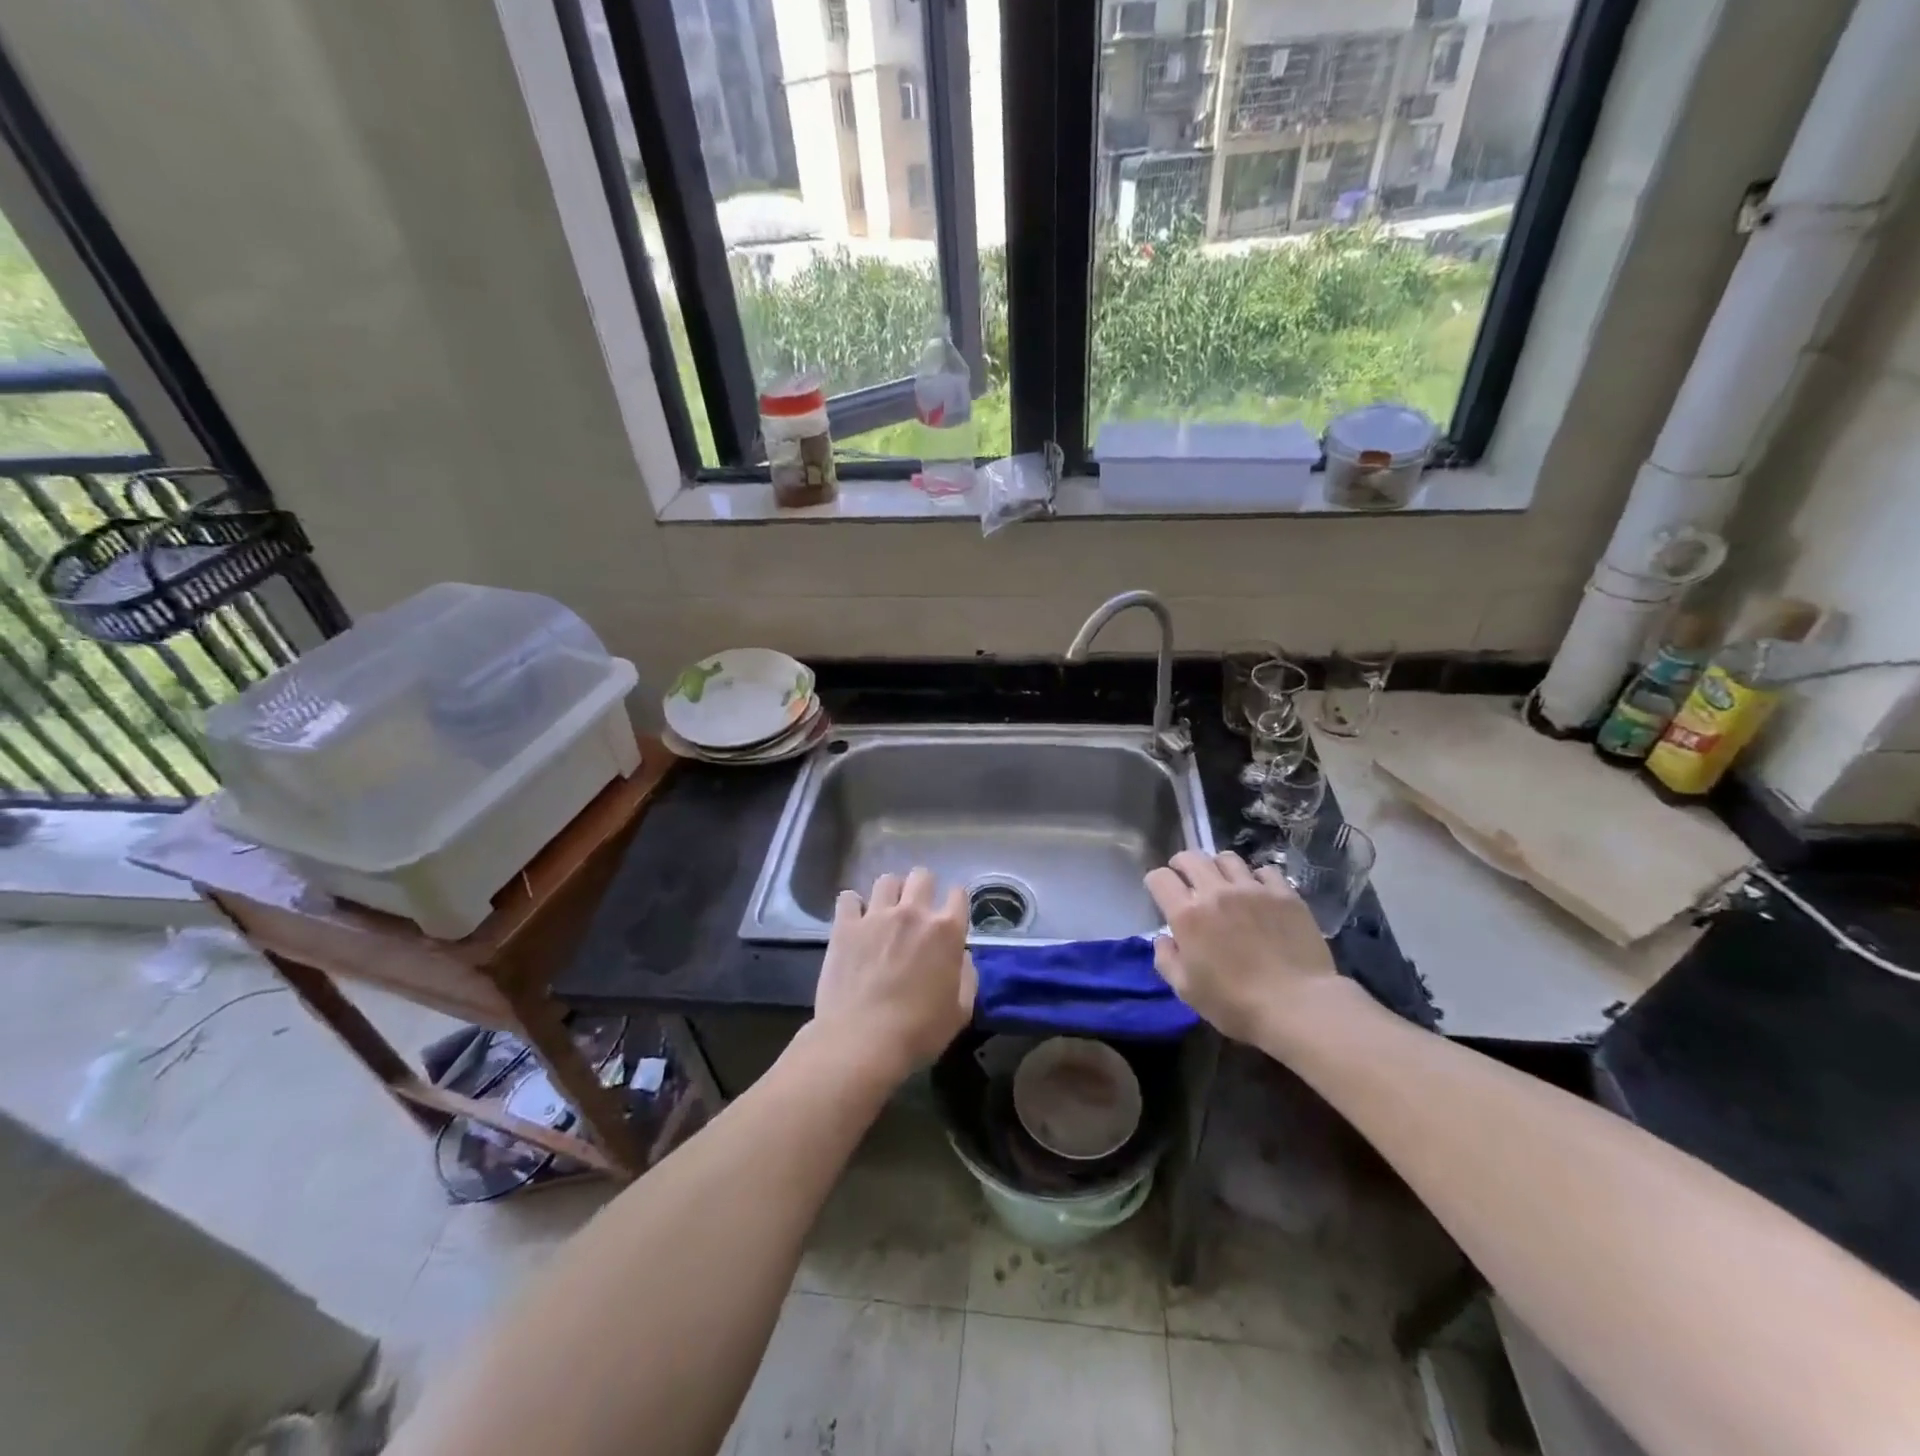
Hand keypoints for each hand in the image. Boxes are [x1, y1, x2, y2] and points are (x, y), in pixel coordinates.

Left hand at [812, 867, 975, 1082]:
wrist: (862, 1041)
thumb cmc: (918, 1032)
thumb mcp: (960, 1012)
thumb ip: (967, 977)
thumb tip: (962, 956)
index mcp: (946, 931)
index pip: (959, 894)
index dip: (956, 902)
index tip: (950, 915)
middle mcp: (913, 913)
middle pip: (922, 876)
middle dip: (923, 888)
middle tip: (917, 911)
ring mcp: (876, 916)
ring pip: (886, 880)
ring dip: (890, 893)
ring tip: (885, 912)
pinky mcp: (845, 926)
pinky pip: (847, 898)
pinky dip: (852, 906)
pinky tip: (854, 920)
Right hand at [1145, 850, 1340, 1044]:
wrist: (1298, 1006)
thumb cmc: (1235, 1004)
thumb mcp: (1186, 990)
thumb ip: (1166, 960)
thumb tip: (1163, 939)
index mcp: (1187, 915)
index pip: (1160, 878)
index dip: (1156, 882)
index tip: (1160, 893)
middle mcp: (1216, 892)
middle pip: (1191, 858)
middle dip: (1182, 865)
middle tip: (1186, 880)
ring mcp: (1253, 889)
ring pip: (1227, 859)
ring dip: (1218, 867)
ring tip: (1223, 883)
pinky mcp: (1284, 894)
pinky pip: (1265, 871)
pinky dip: (1256, 878)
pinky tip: (1259, 893)